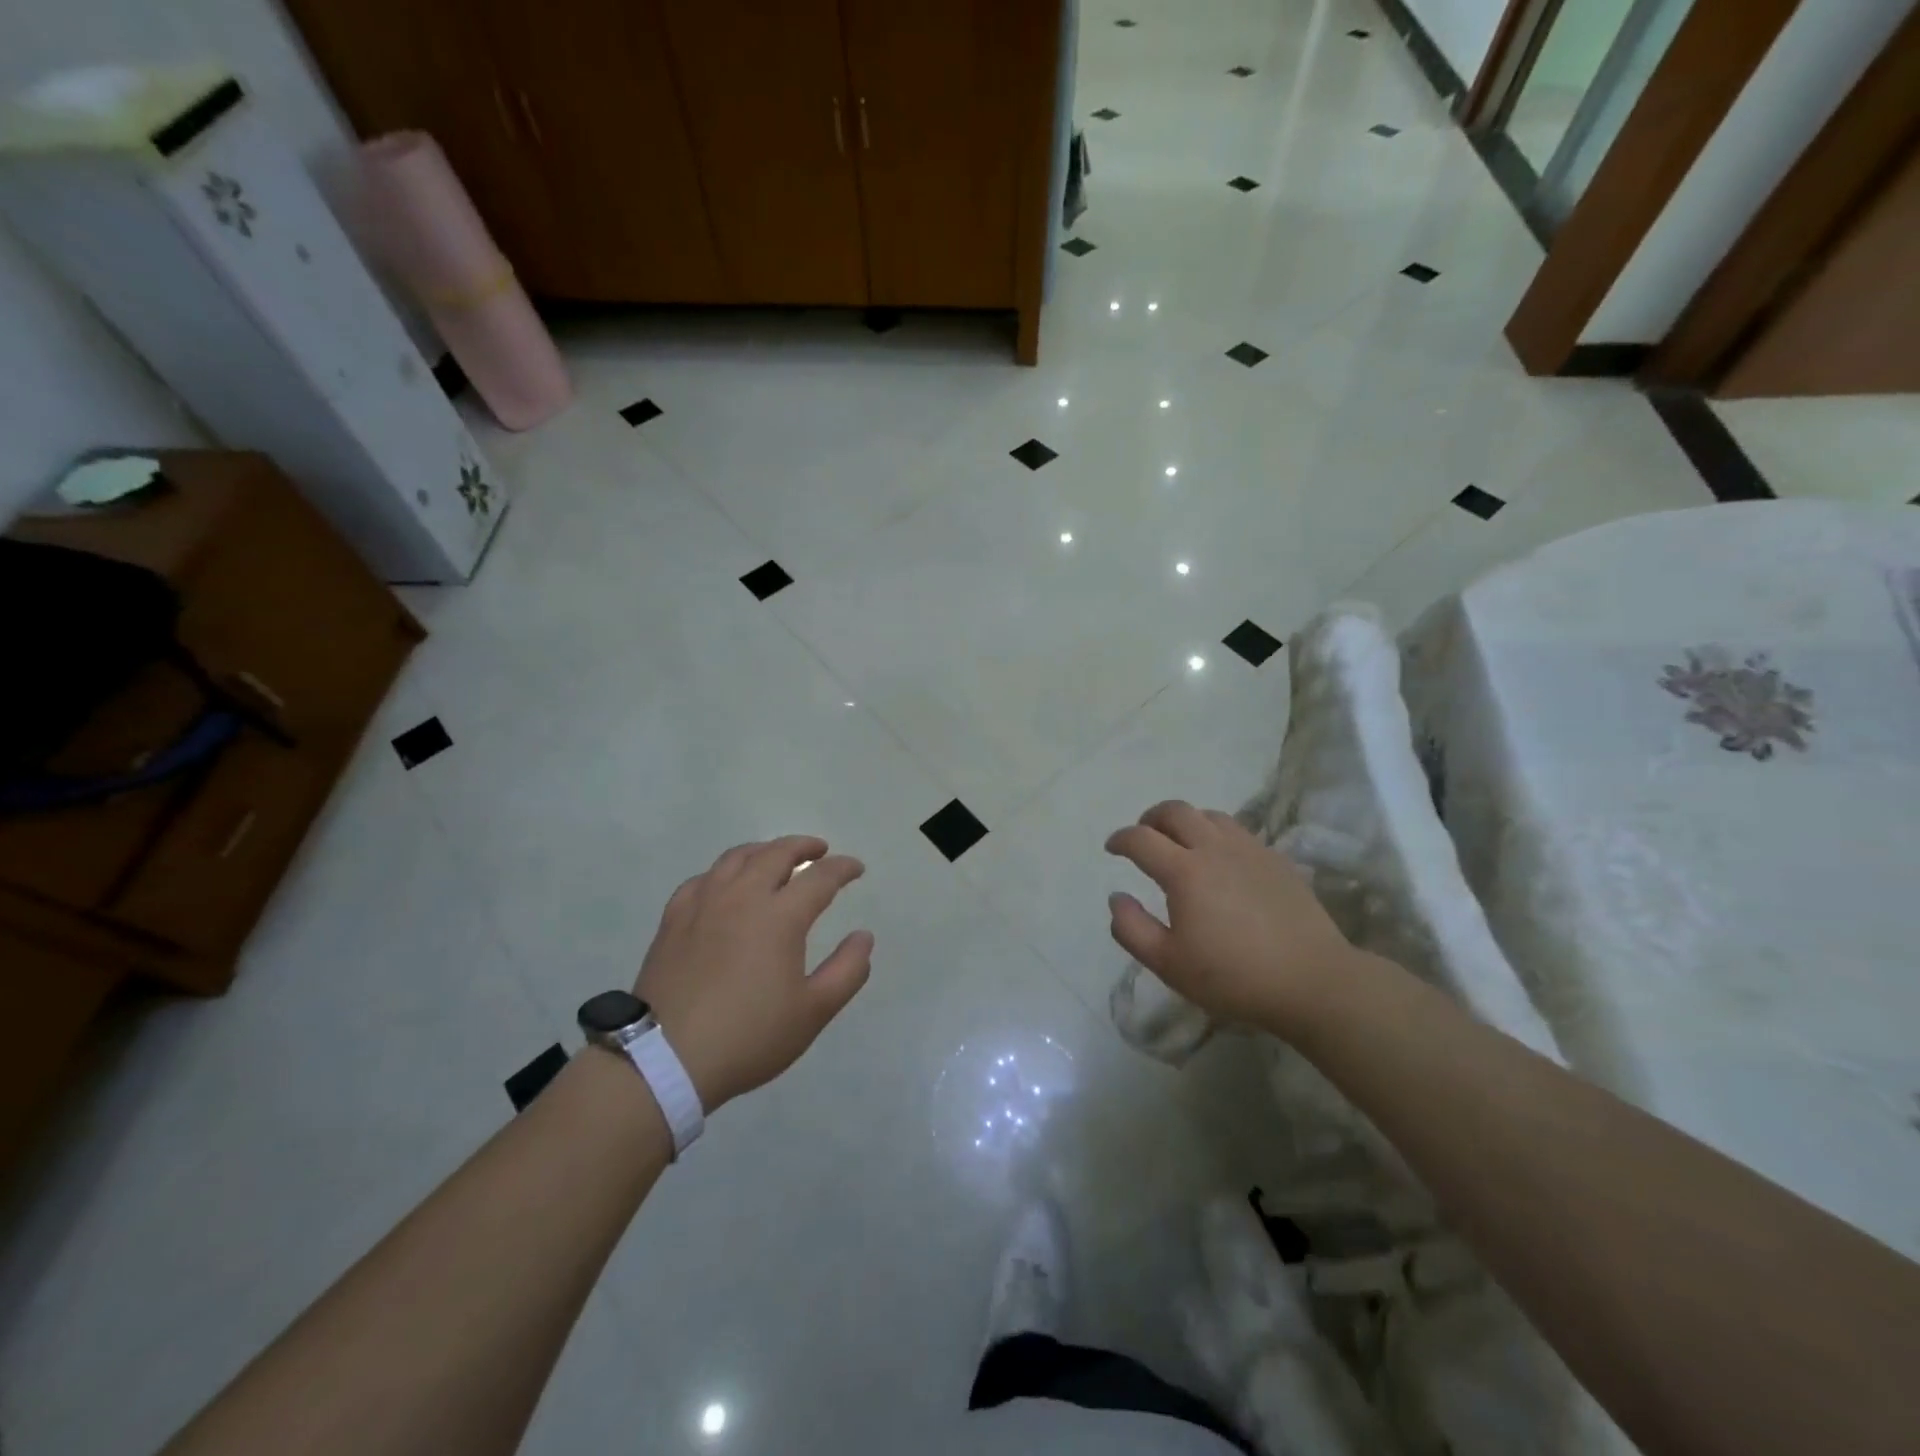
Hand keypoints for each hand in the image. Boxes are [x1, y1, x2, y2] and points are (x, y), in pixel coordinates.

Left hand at [635, 836, 872, 1111]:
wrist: (665, 1059)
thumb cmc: (749, 1036)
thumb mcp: (813, 1012)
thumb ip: (847, 970)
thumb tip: (864, 936)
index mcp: (780, 916)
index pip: (820, 877)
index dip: (843, 868)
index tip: (856, 869)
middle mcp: (742, 897)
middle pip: (776, 854)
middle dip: (803, 846)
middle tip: (819, 850)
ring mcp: (703, 904)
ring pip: (737, 858)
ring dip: (764, 850)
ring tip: (775, 857)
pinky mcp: (674, 919)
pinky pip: (703, 878)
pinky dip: (724, 872)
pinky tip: (725, 884)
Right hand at [1105, 801, 1362, 1037]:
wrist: (1312, 981)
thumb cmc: (1233, 976)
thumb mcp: (1168, 963)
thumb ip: (1132, 928)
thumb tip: (1117, 897)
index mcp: (1184, 871)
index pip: (1141, 839)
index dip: (1120, 839)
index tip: (1112, 848)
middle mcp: (1214, 848)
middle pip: (1176, 811)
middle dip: (1152, 818)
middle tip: (1144, 836)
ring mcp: (1250, 850)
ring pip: (1210, 815)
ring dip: (1187, 822)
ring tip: (1181, 843)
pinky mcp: (1276, 861)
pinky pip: (1239, 832)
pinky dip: (1217, 834)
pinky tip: (1221, 860)